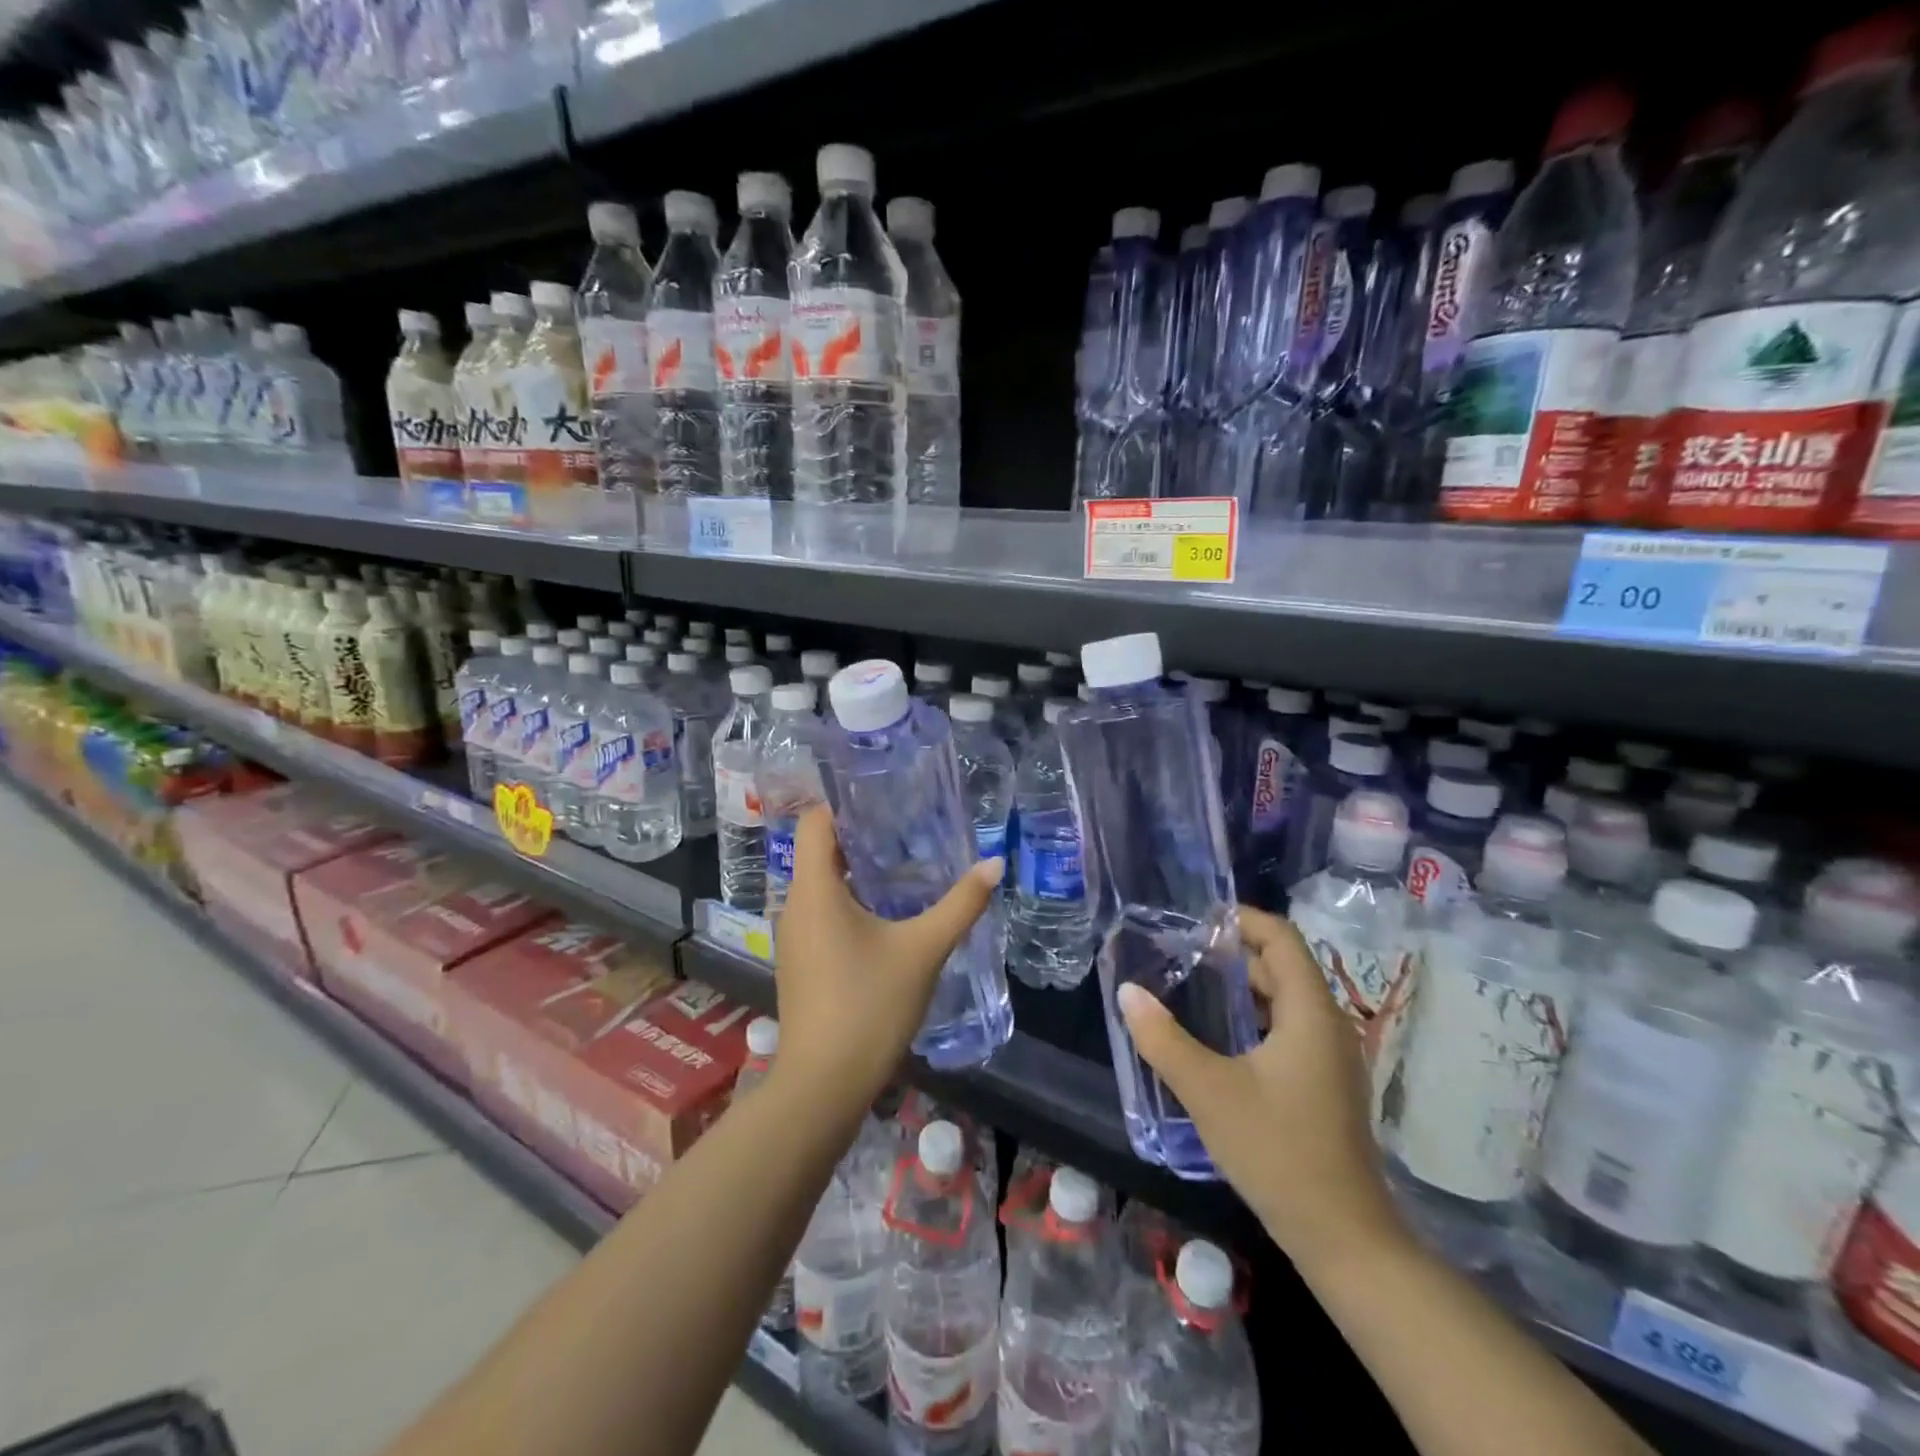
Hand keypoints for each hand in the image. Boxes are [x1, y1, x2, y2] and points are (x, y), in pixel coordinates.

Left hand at [772, 804, 1001, 1114]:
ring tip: (903, 867)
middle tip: (907, 829)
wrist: (824, 1084)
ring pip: (820, 886)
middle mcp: (794, 905)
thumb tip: (994, 863)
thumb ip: (961, 904)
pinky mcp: (800, 963)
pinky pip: (820, 914)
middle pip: (819, 851)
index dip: (844, 803)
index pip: (815, 821)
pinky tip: (885, 917)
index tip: (883, 797)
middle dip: (860, 837)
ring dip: (856, 872)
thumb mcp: (923, 950)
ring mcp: (793, 937)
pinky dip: (848, 903)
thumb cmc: (869, 1005)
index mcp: (814, 889)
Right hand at [1118, 905, 1407, 1273]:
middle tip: (1179, 953)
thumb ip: (1164, 1039)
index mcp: (1311, 1013)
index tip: (1195, 920)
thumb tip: (1127, 992)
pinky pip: (1288, 1028)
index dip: (1241, 919)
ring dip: (1241, 987)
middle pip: (1282, 966)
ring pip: (1284, 999)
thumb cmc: (1278, 1153)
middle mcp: (1328, 1025)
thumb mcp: (1210, 1092)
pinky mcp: (1325, 1084)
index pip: (1281, 938)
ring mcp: (1331, 1057)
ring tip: (1189, 986)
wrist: (1344, 1239)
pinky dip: (1253, 1017)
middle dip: (1232, 952)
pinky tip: (1217, 1037)